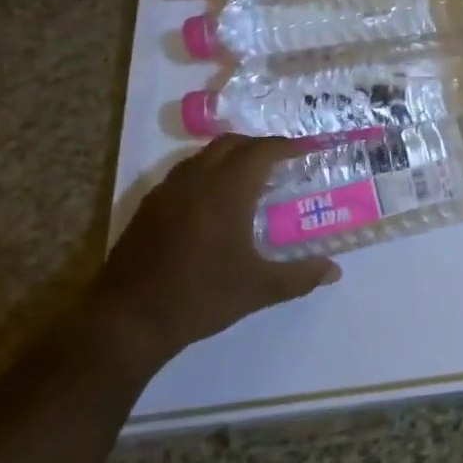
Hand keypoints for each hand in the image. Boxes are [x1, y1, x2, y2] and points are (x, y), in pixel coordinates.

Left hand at [89, 135, 340, 372]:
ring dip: (230, 157)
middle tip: (282, 164)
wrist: (128, 319)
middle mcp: (196, 180)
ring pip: (204, 155)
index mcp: (227, 191)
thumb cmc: (200, 297)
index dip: (287, 146)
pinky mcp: (149, 207)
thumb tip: (334, 271)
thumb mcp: (258, 289)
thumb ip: (300, 276)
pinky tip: (214, 204)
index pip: (262, 150)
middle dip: (259, 146)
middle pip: (231, 143)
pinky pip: (184, 173)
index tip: (307, 151)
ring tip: (251, 180)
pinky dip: (207, 174)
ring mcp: (167, 191)